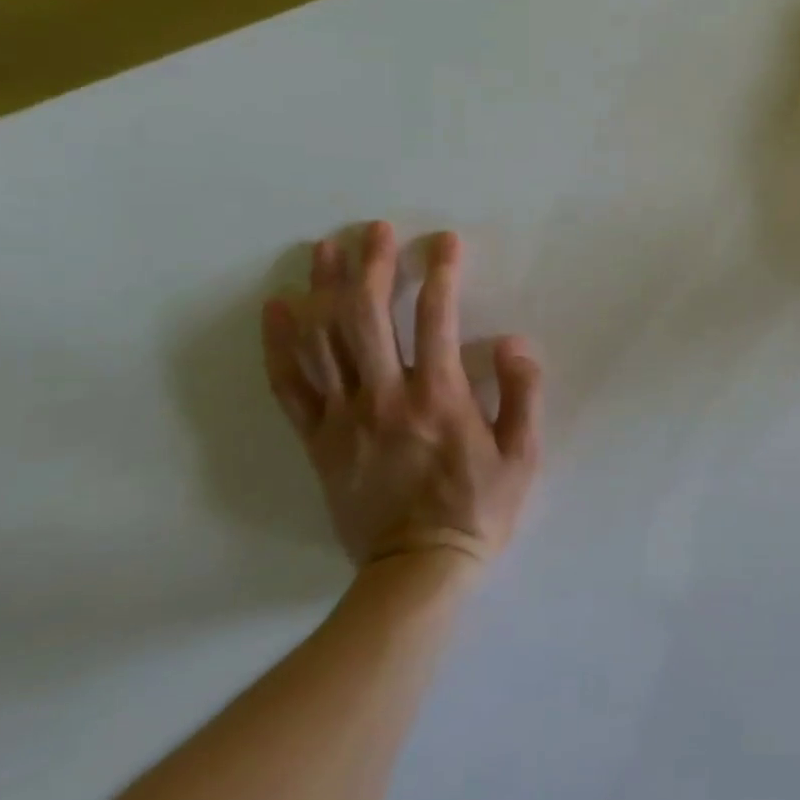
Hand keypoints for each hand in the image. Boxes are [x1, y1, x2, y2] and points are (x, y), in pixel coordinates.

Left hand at [261, 225, 543, 571]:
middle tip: (374, 229)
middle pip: (368, 316)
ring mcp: (344, 418)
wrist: (417, 571)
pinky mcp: (317, 441)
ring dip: (321, 288)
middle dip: (371, 264)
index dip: (440, 271)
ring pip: (323, 341)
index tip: (444, 241)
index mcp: (440, 397)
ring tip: (323, 248)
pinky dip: (279, 344)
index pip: (437, 317)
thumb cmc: (479, 509)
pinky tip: (276, 308)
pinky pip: (289, 386)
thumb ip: (522, 394)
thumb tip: (514, 342)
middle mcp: (386, 397)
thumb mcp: (523, 455)